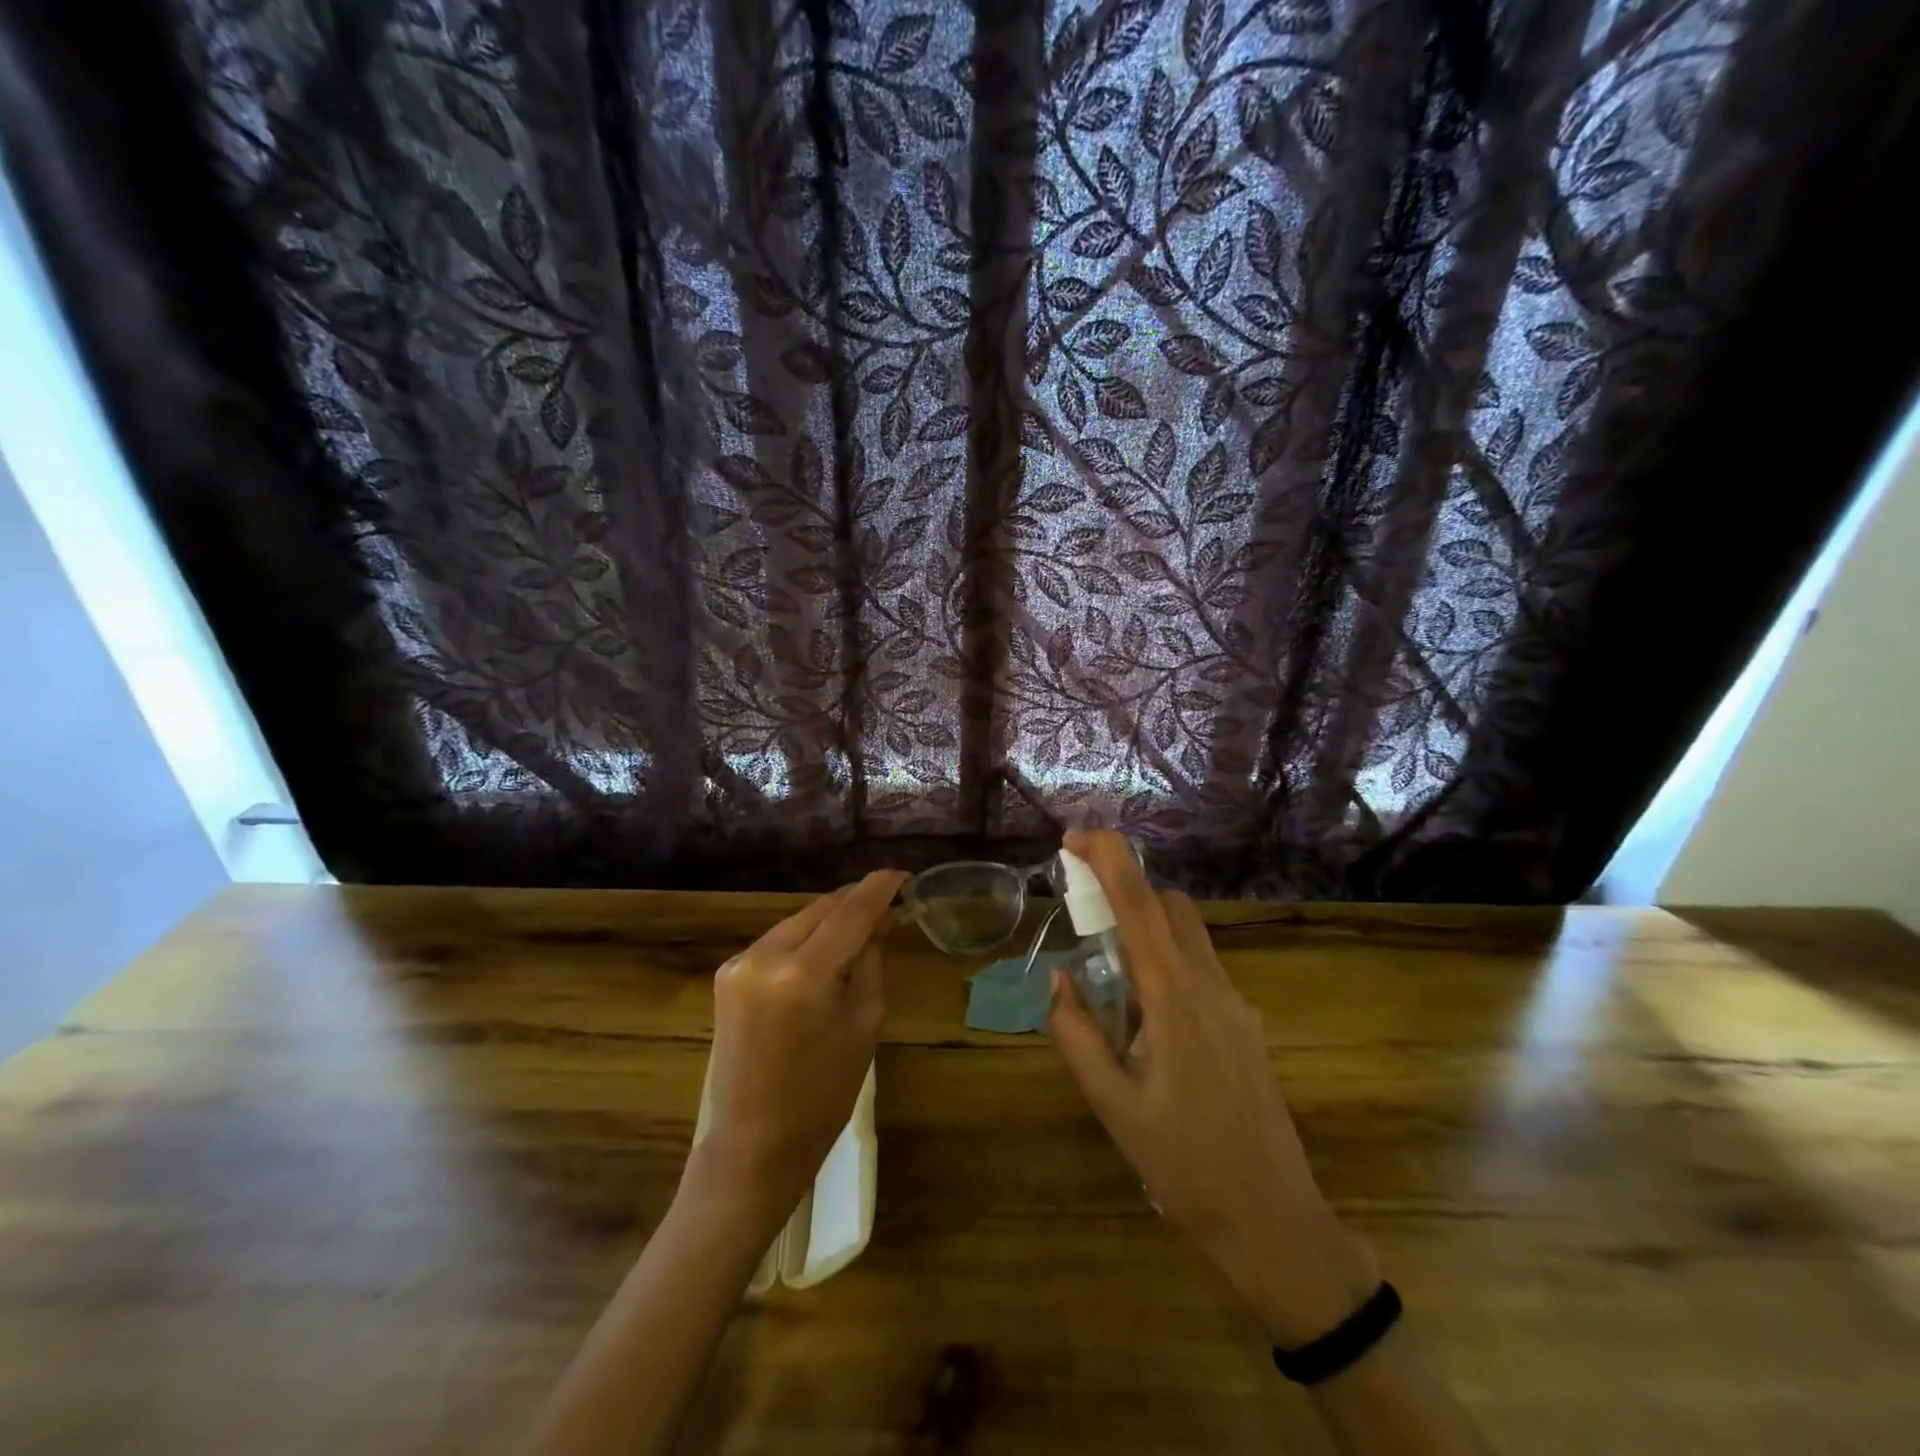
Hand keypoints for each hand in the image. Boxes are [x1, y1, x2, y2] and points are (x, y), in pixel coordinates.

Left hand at [694, 870, 907, 1228]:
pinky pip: (778, 940)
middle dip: (856, 902)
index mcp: (803, 974)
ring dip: (830, 919)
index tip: (903, 875)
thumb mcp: (864, 1022)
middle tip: (889, 905)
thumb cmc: (824, 1093)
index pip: (850, 912)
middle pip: (821, 909)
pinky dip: (806, 938)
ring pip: (798, 921)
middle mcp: (765, 956)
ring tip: (862, 926)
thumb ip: (870, 961)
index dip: (880, 888)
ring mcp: (740, 963)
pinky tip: (825, 949)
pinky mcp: (727, 974)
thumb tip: (877, 922)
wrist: (753, 1144)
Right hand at [1047, 831, 1375, 1344]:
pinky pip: (1201, 970)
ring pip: (1190, 935)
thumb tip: (1058, 978)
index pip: (1140, 906)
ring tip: (1108, 978)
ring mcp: (1236, 1004)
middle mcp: (1211, 987)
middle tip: (1083, 915)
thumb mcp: (1113, 1106)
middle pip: (1171, 906)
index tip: (1074, 836)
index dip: (1109, 859)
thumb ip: (1077, 1034)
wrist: (1273, 1220)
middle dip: (1127, 890)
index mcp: (1174, 999)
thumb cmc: (1184, 1165)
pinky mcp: (1245, 1026)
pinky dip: (1167, 965)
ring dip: (1147, 928)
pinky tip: (1146, 1023)